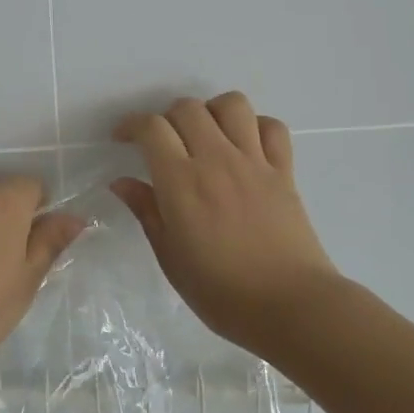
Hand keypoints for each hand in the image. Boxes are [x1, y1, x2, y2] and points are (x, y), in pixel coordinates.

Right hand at [113, 92, 337, 357]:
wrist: (292, 307)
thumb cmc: (221, 292)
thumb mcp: (170, 257)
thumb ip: (146, 212)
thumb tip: (122, 182)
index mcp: (182, 182)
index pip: (152, 128)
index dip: (131, 125)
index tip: (123, 139)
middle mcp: (217, 160)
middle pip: (188, 108)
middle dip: (167, 116)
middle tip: (163, 142)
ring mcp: (254, 162)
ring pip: (232, 105)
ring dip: (211, 111)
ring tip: (204, 135)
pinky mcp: (284, 171)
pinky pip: (272, 128)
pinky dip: (255, 127)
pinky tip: (244, 147)